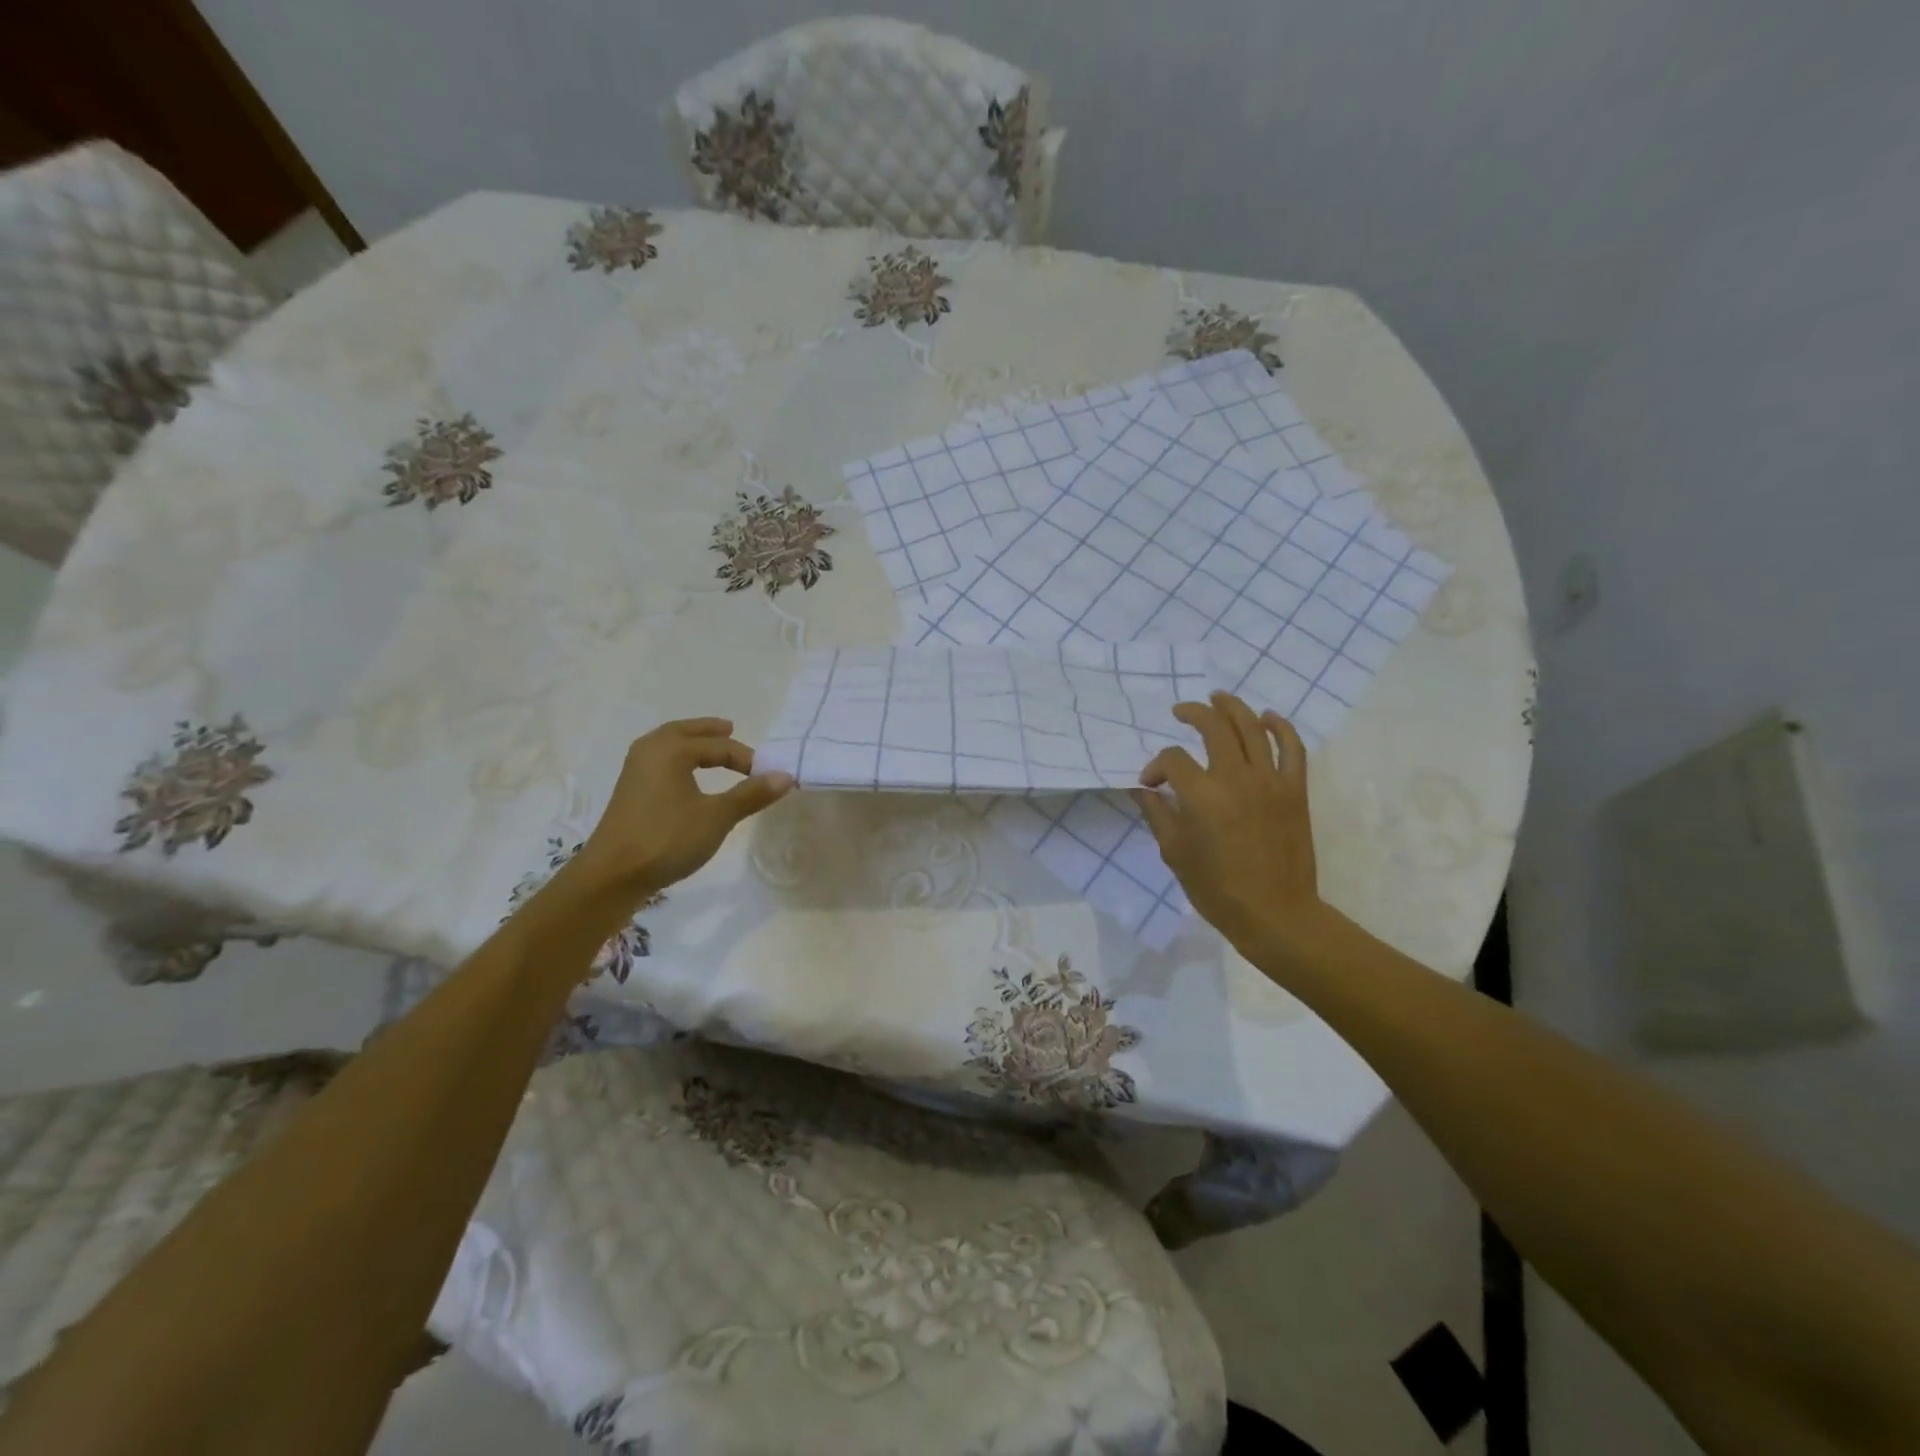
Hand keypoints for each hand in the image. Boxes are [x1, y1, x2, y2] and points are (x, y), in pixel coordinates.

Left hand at [574, 718, 792, 901]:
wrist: (612, 875)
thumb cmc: (667, 839)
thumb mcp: (716, 817)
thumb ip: (750, 794)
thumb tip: (785, 776)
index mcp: (671, 750)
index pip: (719, 746)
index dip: (747, 759)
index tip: (769, 775)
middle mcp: (650, 751)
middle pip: (685, 732)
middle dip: (710, 732)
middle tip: (731, 730)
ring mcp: (635, 770)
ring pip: (668, 745)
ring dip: (691, 744)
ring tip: (711, 748)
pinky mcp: (630, 791)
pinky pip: (660, 761)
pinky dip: (678, 759)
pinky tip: (687, 776)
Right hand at [1133, 693, 1325, 955]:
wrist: (1274, 913)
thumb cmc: (1217, 888)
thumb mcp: (1174, 852)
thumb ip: (1157, 813)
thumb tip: (1143, 788)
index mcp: (1201, 795)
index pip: (1173, 759)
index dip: (1156, 766)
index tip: (1150, 784)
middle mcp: (1236, 778)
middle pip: (1214, 727)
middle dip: (1193, 713)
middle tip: (1182, 711)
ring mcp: (1270, 781)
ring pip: (1253, 728)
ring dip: (1233, 707)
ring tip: (1218, 698)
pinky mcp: (1295, 790)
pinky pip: (1292, 748)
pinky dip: (1280, 727)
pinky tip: (1268, 717)